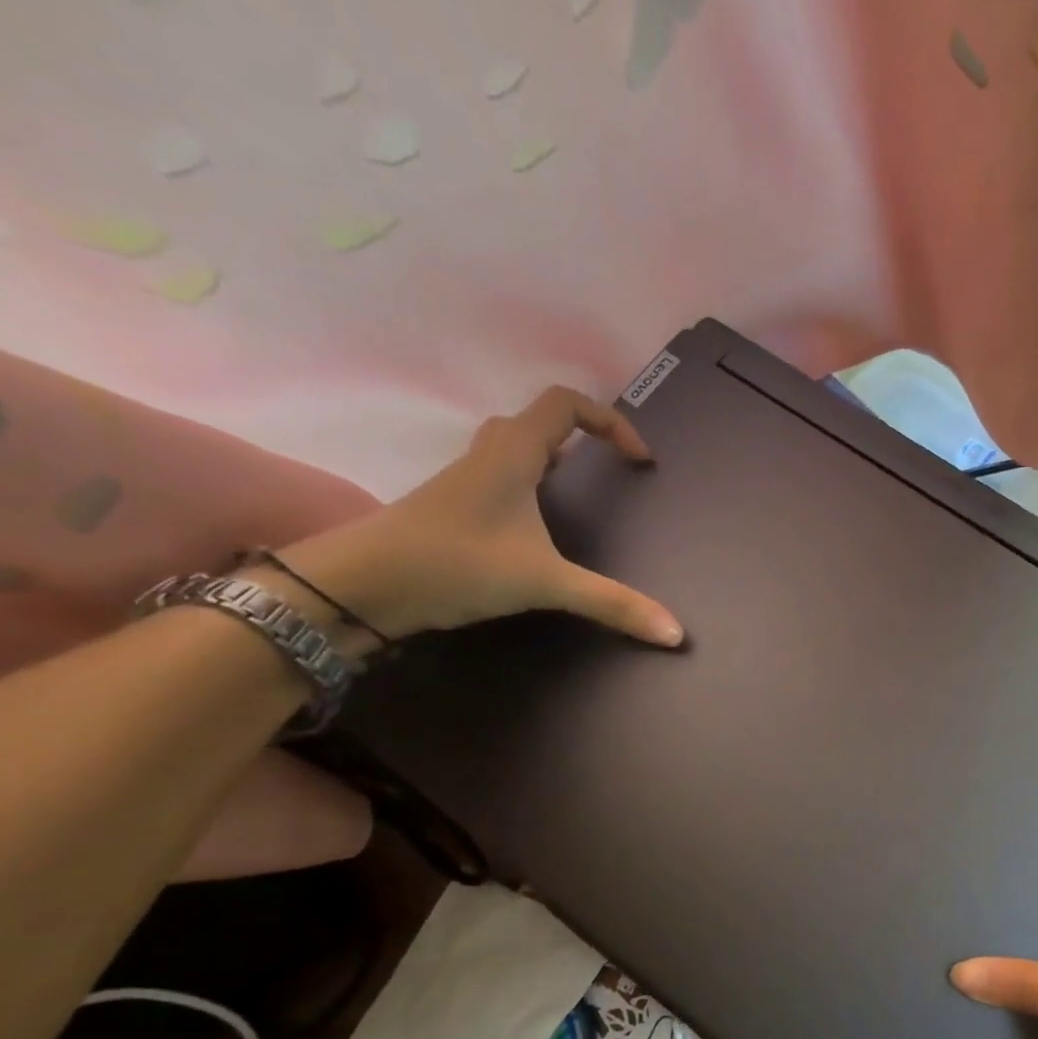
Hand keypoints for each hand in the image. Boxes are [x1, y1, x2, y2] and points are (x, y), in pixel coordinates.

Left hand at [274, 386, 683, 646]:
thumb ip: (612, 604)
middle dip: (583, 438)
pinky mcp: (454, 509)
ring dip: (553, 460)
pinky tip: (539, 530)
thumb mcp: (545, 582)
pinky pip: (501, 479)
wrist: (362, 585)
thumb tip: (675, 633)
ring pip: (516, 449)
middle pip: (540, 421)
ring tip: (583, 495)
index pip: (567, 404)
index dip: (611, 422)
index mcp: (514, 453)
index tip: (639, 462)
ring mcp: (466, 481)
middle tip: (612, 473)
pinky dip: (530, 488)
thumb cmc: (456, 563)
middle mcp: (489, 455)